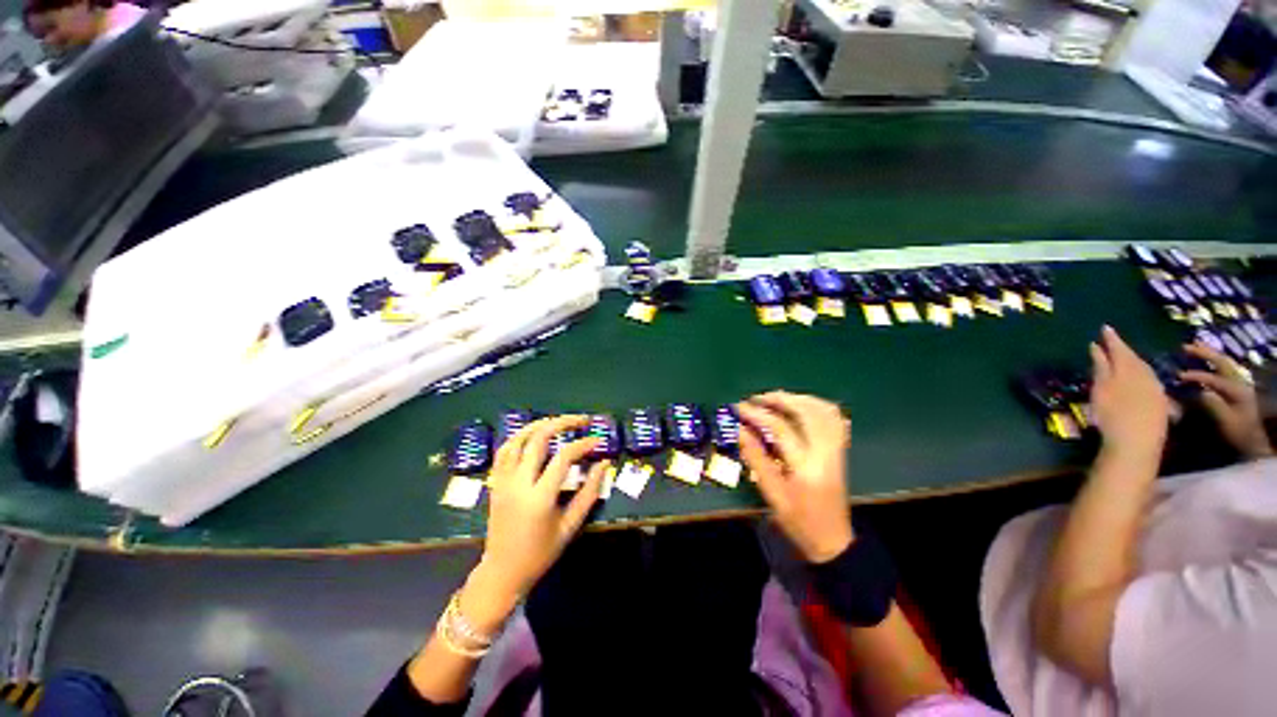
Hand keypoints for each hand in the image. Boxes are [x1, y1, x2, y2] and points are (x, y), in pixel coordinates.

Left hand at [462, 416, 608, 632]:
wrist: (502, 572)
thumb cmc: (540, 553)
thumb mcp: (570, 526)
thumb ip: (589, 493)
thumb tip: (604, 464)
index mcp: (539, 497)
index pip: (563, 458)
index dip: (583, 445)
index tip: (598, 441)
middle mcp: (518, 483)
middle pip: (538, 439)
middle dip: (562, 423)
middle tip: (581, 420)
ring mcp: (503, 481)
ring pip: (517, 440)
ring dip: (538, 424)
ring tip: (558, 420)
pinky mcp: (495, 482)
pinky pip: (503, 451)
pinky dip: (518, 437)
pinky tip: (532, 434)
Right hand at [737, 391, 852, 563]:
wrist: (833, 541)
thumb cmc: (799, 521)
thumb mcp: (772, 494)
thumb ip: (756, 459)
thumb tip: (739, 430)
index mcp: (806, 467)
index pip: (781, 429)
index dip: (757, 414)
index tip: (738, 408)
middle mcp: (826, 453)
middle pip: (807, 412)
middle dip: (779, 399)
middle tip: (757, 399)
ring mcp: (836, 451)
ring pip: (824, 411)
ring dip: (798, 399)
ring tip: (775, 399)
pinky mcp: (840, 451)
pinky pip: (834, 420)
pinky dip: (817, 407)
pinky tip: (801, 406)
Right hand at [1089, 326, 1170, 459]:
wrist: (1136, 444)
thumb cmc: (1113, 415)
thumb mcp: (1101, 389)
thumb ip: (1100, 367)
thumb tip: (1097, 347)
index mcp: (1129, 370)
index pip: (1120, 349)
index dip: (1112, 339)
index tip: (1105, 328)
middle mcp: (1145, 375)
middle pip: (1135, 359)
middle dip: (1124, 350)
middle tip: (1113, 342)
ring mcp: (1155, 390)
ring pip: (1145, 369)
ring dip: (1134, 362)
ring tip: (1125, 358)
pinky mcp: (1160, 403)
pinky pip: (1151, 380)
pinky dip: (1142, 375)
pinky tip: (1140, 379)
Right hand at [1180, 342, 1273, 459]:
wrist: (1252, 442)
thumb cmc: (1237, 432)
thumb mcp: (1225, 421)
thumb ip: (1212, 404)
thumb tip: (1195, 390)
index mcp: (1236, 389)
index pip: (1212, 378)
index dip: (1195, 375)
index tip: (1177, 376)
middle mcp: (1239, 381)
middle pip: (1222, 362)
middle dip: (1204, 353)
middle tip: (1185, 346)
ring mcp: (1240, 383)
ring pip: (1224, 362)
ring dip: (1209, 353)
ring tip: (1194, 346)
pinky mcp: (1237, 387)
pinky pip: (1224, 369)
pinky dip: (1214, 361)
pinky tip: (1206, 360)